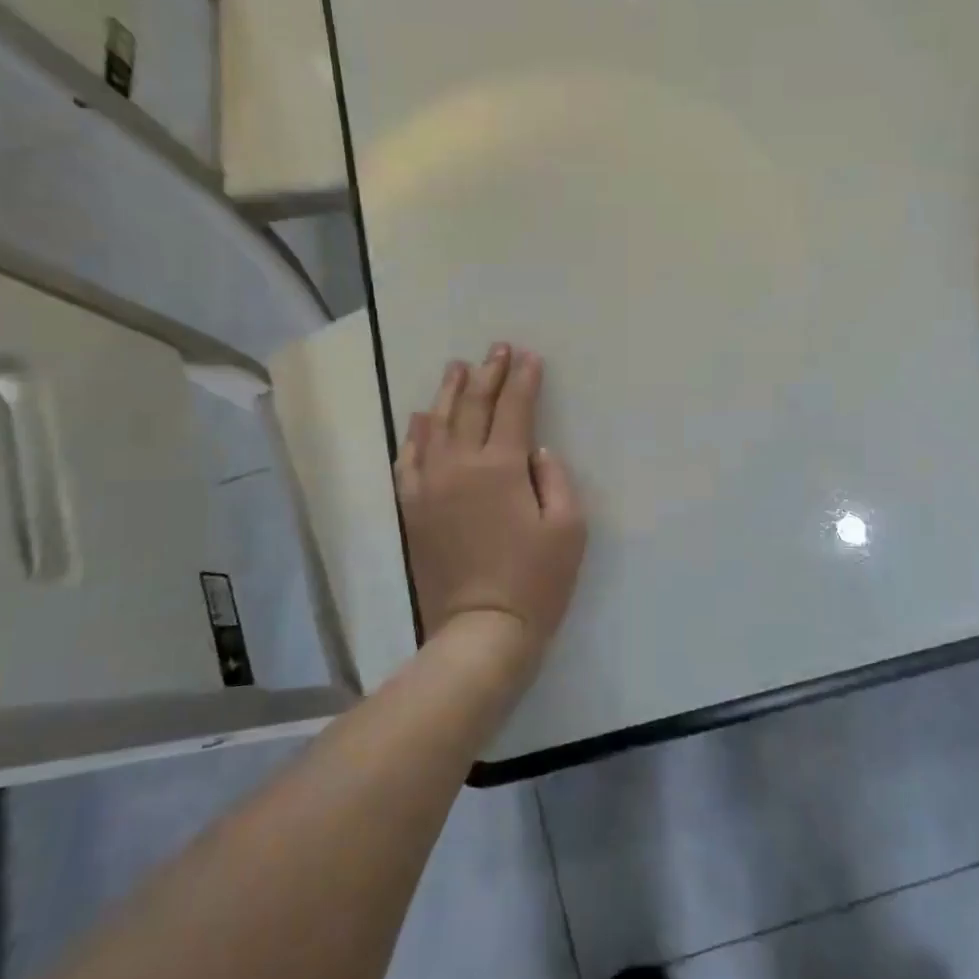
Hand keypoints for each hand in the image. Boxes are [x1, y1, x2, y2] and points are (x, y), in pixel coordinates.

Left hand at [395, 344, 586, 664]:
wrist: (481, 630)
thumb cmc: (536, 580)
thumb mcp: (569, 528)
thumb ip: (555, 478)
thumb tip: (536, 451)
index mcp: (501, 467)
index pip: (513, 408)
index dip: (522, 379)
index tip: (528, 356)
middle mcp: (459, 466)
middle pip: (471, 406)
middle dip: (487, 373)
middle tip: (496, 349)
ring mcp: (429, 486)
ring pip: (435, 425)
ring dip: (448, 392)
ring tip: (456, 368)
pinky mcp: (412, 509)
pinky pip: (409, 459)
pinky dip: (416, 434)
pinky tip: (421, 419)